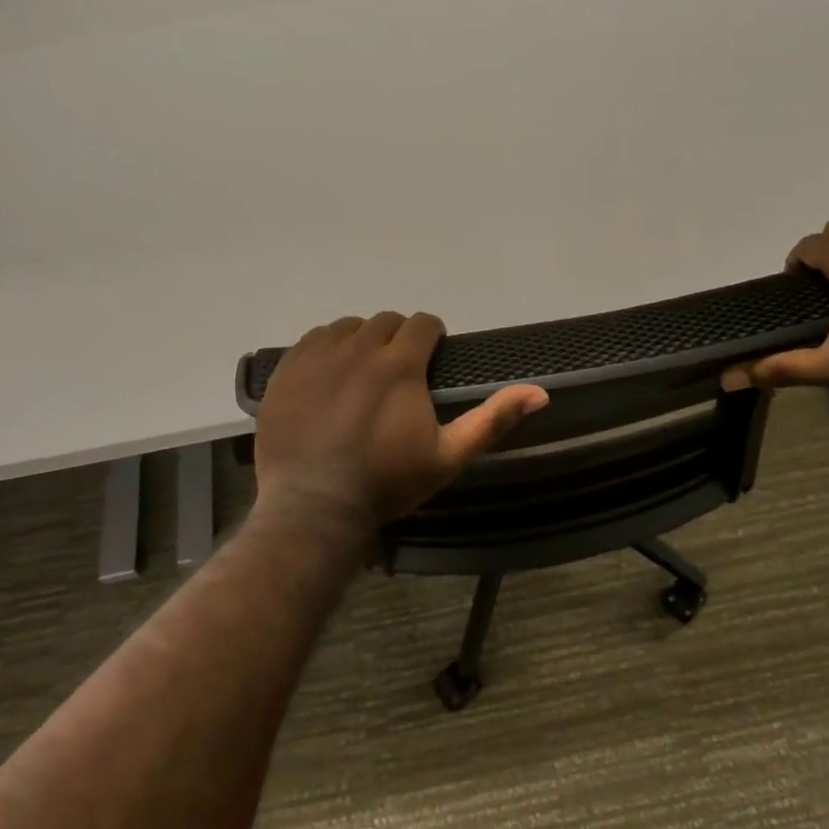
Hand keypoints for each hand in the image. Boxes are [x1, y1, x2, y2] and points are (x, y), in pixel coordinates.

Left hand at [254, 312, 548, 529]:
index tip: (430, 360)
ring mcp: (319, 355)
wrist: (313, 506)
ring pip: (348, 327)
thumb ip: (493, 420)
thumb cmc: (387, 483)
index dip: (431, 338)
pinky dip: (327, 349)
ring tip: (362, 373)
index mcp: (400, 363)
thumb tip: (541, 392)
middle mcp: (360, 347)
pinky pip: (313, 339)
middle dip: (398, 339)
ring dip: (362, 341)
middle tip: (397, 373)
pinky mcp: (288, 368)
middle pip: (386, 321)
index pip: (423, 324)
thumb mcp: (448, 457)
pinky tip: (329, 377)